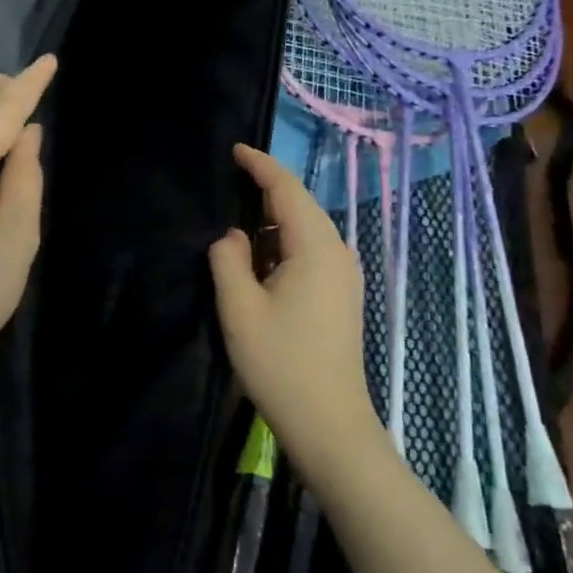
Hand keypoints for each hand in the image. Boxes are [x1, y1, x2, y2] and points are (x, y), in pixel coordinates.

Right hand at [208, 143, 383, 479]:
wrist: (329, 422)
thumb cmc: (281, 364)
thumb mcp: (239, 309)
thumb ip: (228, 259)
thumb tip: (232, 236)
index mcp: (316, 248)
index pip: (287, 190)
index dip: (261, 165)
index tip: (234, 150)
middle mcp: (338, 252)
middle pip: (300, 206)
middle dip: (266, 189)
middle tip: (228, 181)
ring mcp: (344, 275)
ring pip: (306, 230)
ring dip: (273, 221)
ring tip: (236, 220)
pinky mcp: (341, 295)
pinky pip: (310, 252)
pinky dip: (283, 243)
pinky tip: (259, 258)